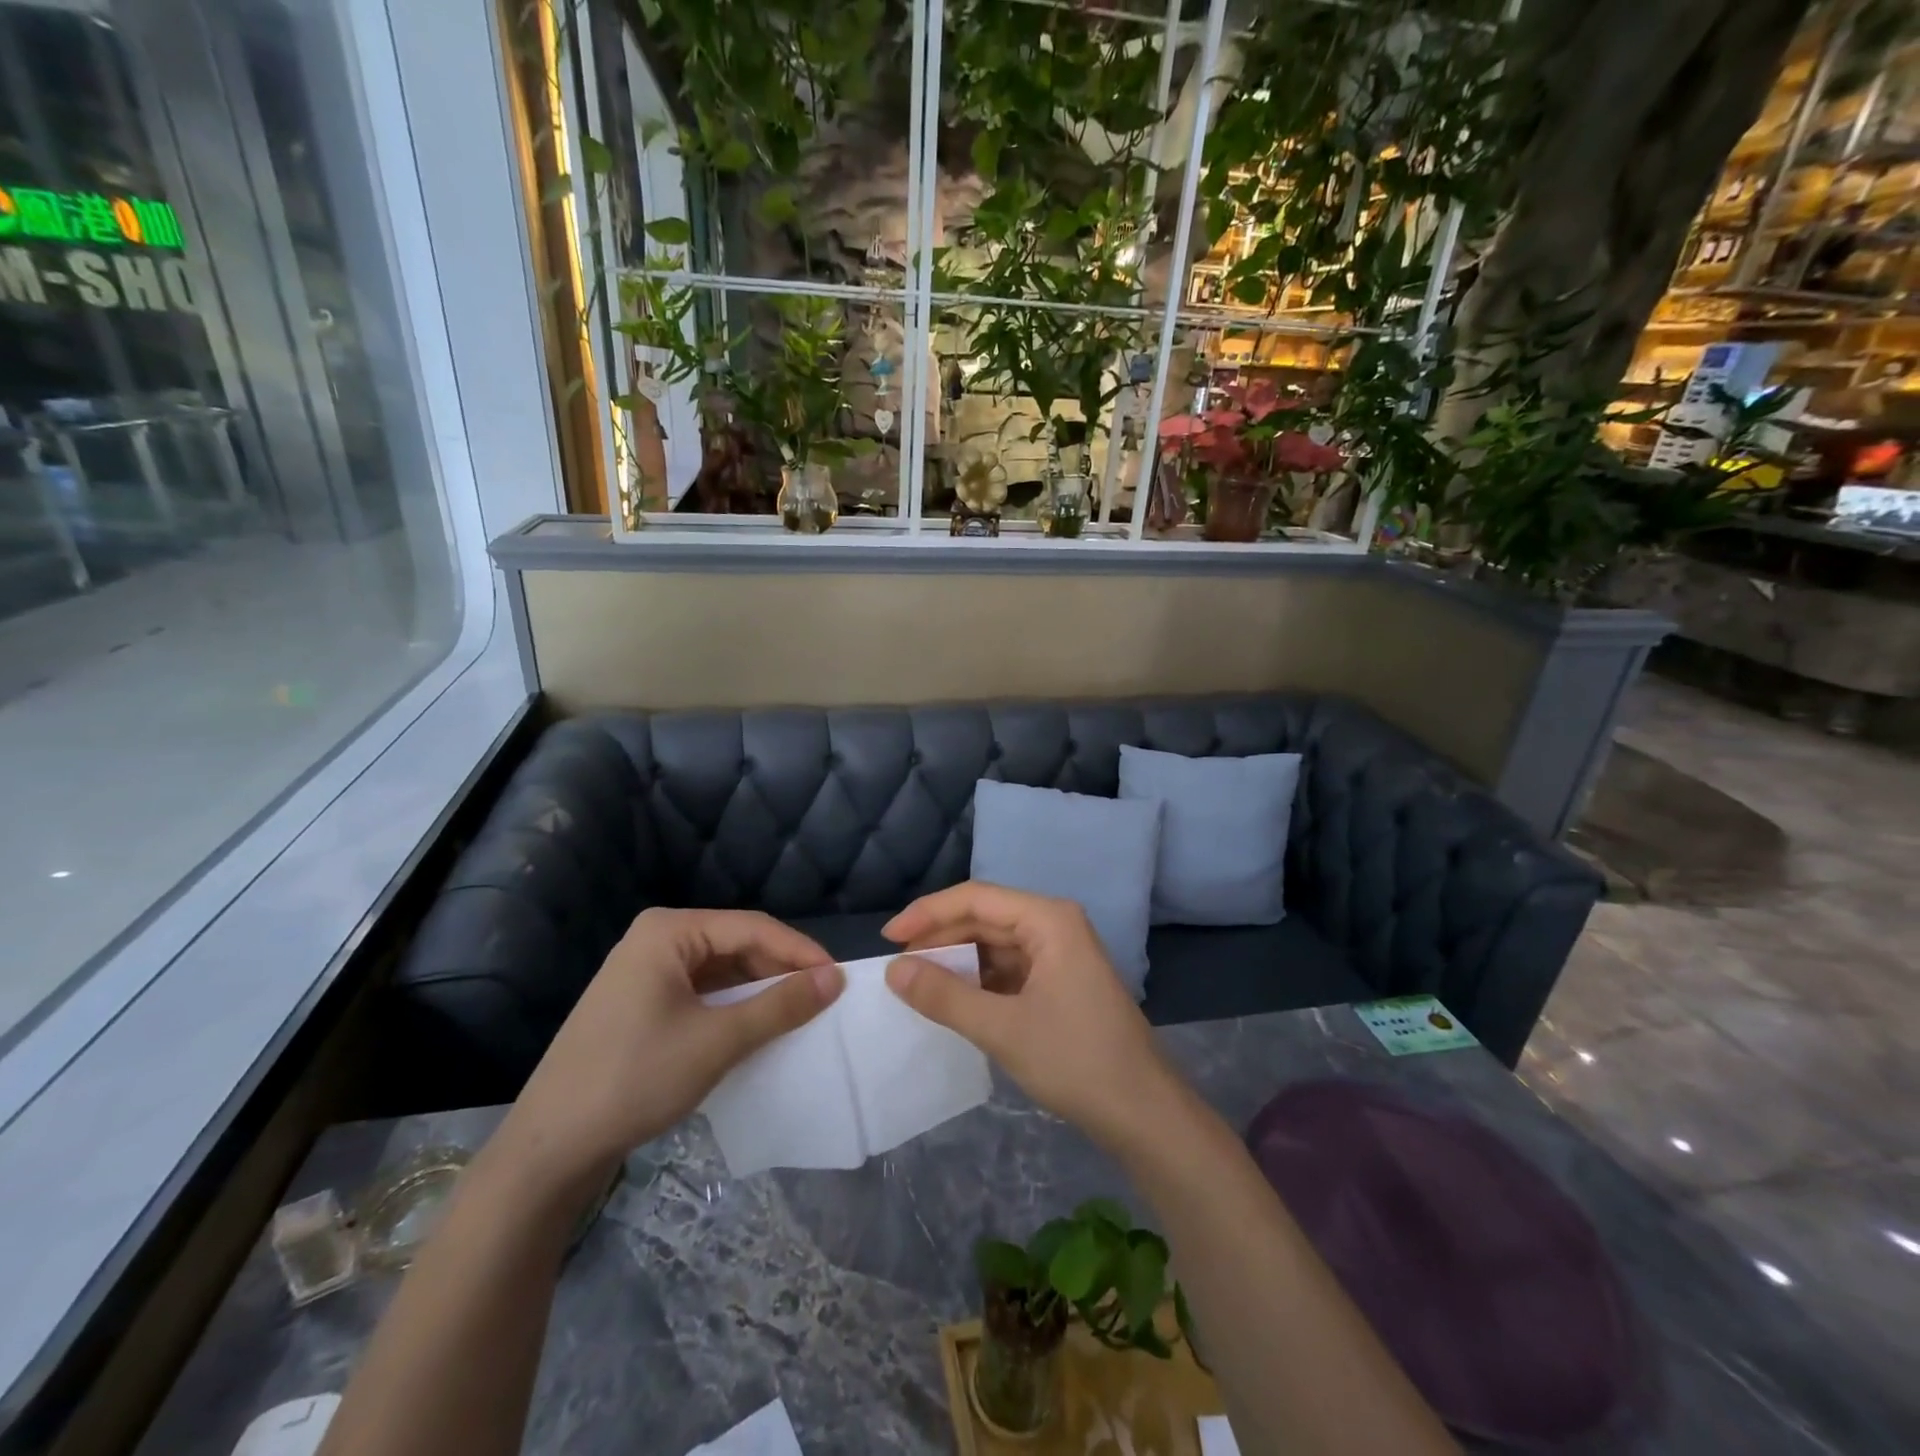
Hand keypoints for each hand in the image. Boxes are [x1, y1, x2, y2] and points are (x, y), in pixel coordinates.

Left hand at [505, 909, 842, 1184]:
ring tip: (796, 1014)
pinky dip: (732, 1007)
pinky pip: (701, 992)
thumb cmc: (635, 1079)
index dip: (800, 951)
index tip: (839, 979)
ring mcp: (644, 971)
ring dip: (758, 990)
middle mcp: (656, 939)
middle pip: (736, 944)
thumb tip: (835, 978)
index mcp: (669, 930)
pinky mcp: (640, 1003)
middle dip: (779, 970)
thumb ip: (780, 1005)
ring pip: (720, 970)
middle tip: (821, 999)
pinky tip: (754, 1027)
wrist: (549, 1149)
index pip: (752, 927)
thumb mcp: (717, 1041)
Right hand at [882, 882, 1179, 1152]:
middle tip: (899, 966)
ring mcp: (1060, 954)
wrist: (1143, 1113)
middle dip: (941, 938)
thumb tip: (894, 970)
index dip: (929, 913)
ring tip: (918, 983)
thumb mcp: (1003, 1028)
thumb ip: (945, 996)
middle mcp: (1055, 925)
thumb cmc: (1076, 1060)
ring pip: (996, 945)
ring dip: (958, 961)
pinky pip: (1010, 969)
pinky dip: (979, 981)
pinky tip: (954, 999)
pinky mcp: (1060, 982)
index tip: (889, 939)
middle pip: (986, 918)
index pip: (977, 899)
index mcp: (1049, 920)